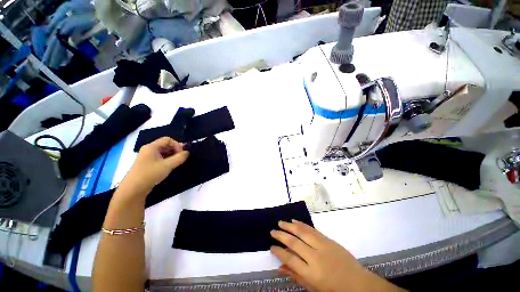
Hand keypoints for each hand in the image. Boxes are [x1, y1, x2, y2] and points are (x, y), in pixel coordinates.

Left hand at [118, 137, 188, 198]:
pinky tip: (170, 167)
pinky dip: (167, 160)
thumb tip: (187, 152)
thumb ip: (180, 158)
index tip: (182, 154)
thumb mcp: (168, 165)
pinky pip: (160, 158)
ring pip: (163, 152)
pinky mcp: (147, 164)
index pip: (168, 140)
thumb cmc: (150, 174)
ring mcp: (147, 157)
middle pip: (165, 145)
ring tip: (177, 163)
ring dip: (172, 156)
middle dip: (175, 150)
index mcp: (152, 147)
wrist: (133, 189)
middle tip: (182, 158)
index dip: (177, 145)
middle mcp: (148, 150)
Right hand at [270, 220, 403, 291]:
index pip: (290, 259)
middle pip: (294, 243)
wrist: (359, 283)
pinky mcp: (328, 240)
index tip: (271, 247)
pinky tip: (294, 221)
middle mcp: (315, 257)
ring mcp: (323, 246)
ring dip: (290, 226)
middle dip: (281, 236)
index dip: (279, 252)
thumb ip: (296, 276)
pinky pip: (312, 229)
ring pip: (302, 232)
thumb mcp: (313, 288)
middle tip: (272, 231)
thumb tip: (280, 267)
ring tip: (280, 222)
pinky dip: (302, 224)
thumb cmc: (334, 290)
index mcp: (312, 273)